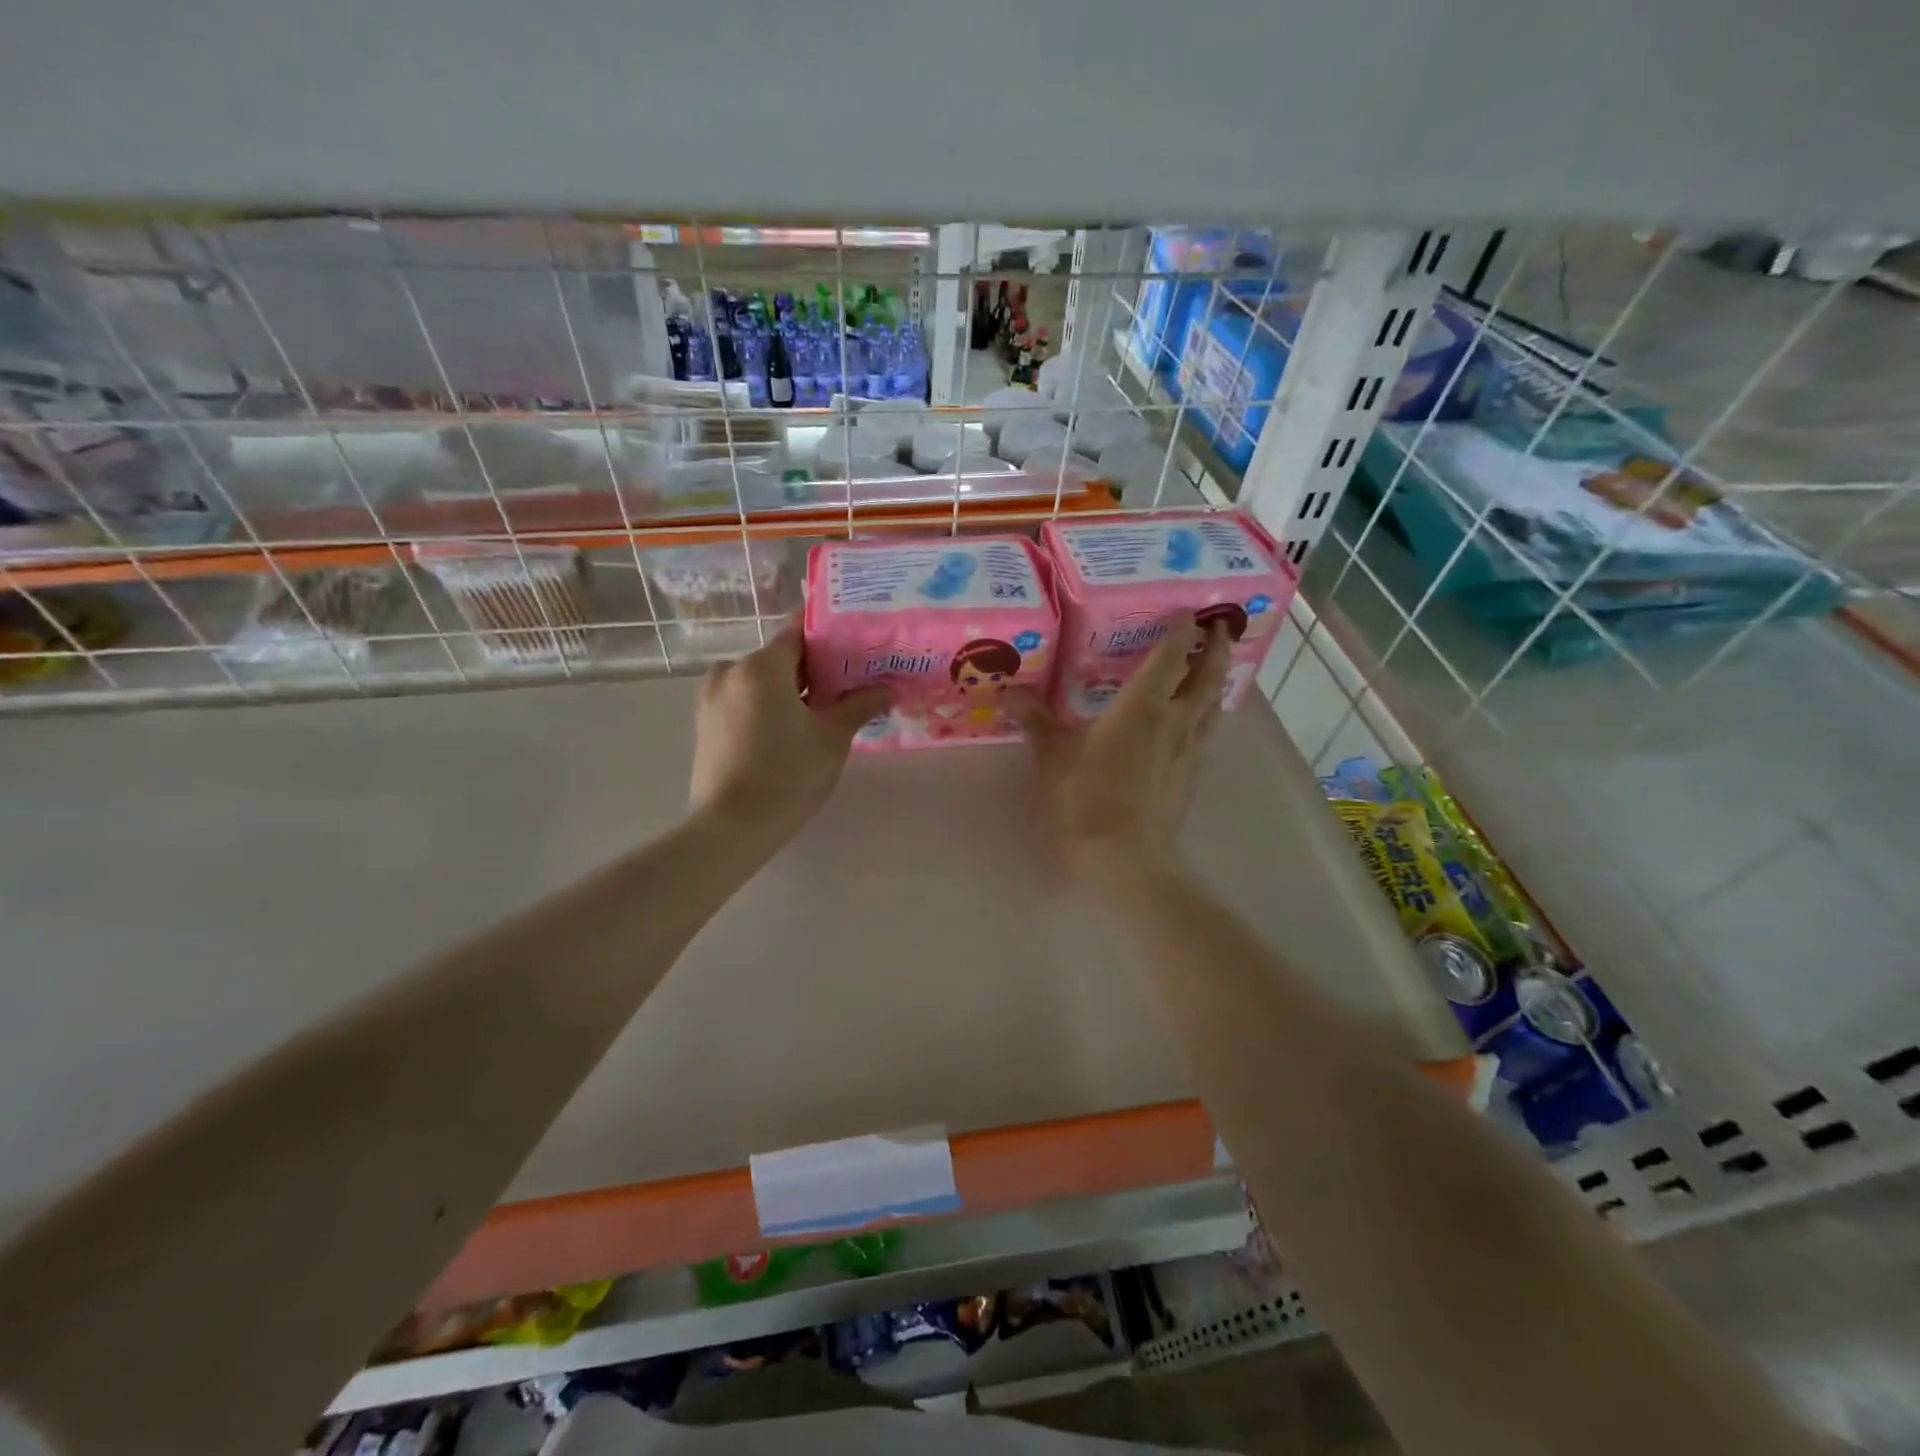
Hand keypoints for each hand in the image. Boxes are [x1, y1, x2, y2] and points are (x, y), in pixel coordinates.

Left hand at [689, 620, 890, 843]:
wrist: (732, 827)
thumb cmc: (788, 775)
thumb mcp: (832, 738)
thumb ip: (860, 705)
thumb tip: (889, 689)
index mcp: (762, 666)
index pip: (798, 631)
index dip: (828, 633)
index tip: (854, 641)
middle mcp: (731, 671)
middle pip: (779, 657)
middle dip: (813, 667)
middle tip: (849, 683)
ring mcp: (712, 697)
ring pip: (761, 680)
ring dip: (790, 689)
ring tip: (823, 710)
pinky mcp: (705, 722)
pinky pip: (744, 700)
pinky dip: (767, 705)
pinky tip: (791, 728)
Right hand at [1013, 613, 1230, 878]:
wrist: (1125, 855)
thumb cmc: (1086, 796)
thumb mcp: (1052, 754)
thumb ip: (1035, 718)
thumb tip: (1010, 690)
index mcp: (1144, 704)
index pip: (1171, 655)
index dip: (1181, 630)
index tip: (1188, 611)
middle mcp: (1176, 719)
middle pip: (1208, 675)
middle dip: (1217, 648)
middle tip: (1221, 627)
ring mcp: (1190, 749)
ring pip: (1215, 705)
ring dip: (1218, 681)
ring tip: (1214, 670)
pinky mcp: (1193, 776)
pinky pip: (1207, 733)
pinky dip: (1207, 716)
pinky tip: (1196, 723)